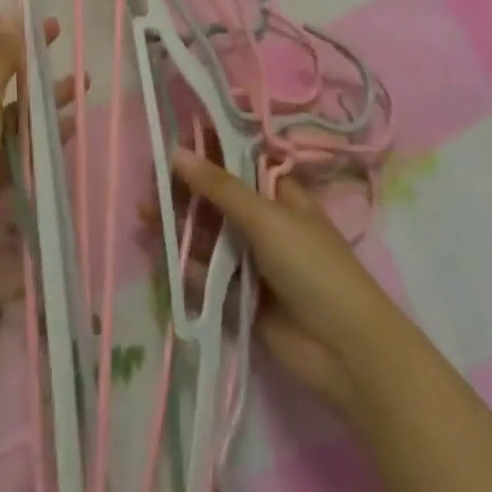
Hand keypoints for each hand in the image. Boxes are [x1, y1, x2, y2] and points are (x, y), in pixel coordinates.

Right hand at [169, 150, 403, 428]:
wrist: (347, 352)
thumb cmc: (313, 266)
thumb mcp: (266, 216)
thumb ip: (219, 187)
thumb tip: (175, 151)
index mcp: (278, 193)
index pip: (235, 162)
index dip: (205, 151)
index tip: (169, 140)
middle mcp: (263, 221)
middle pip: (216, 198)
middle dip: (184, 190)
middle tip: (148, 181)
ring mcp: (251, 260)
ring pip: (208, 235)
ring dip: (178, 225)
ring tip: (144, 215)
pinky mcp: (240, 296)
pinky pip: (207, 274)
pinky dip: (185, 263)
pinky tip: (158, 251)